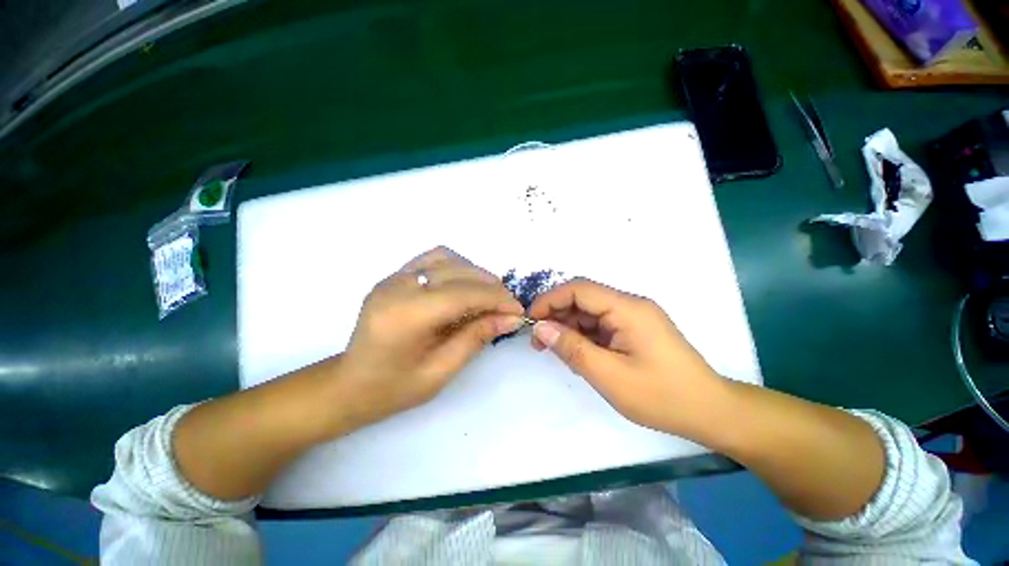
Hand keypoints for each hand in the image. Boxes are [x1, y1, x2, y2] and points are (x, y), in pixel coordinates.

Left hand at [337, 247, 523, 427]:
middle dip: (491, 286)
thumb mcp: (440, 371)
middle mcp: (398, 287)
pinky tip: (464, 286)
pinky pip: (433, 259)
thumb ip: (476, 337)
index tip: (518, 311)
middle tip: (506, 307)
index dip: (497, 299)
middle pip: (459, 271)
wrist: (349, 384)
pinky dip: (457, 267)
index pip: (464, 293)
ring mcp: (393, 277)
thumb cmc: (393, 388)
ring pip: (448, 258)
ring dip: (475, 274)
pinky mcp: (394, 276)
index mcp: (407, 316)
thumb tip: (511, 318)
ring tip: (487, 296)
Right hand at [528, 278, 723, 434]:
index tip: (530, 321)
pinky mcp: (634, 329)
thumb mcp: (609, 376)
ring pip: (589, 312)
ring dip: (569, 327)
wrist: (710, 411)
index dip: (549, 300)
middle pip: (583, 298)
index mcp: (627, 308)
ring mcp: (633, 316)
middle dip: (556, 315)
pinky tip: (578, 354)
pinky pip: (600, 324)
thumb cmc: (661, 396)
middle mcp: (630, 305)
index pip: (578, 289)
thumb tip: (540, 328)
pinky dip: (584, 336)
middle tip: (539, 342)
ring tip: (556, 351)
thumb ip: (571, 348)